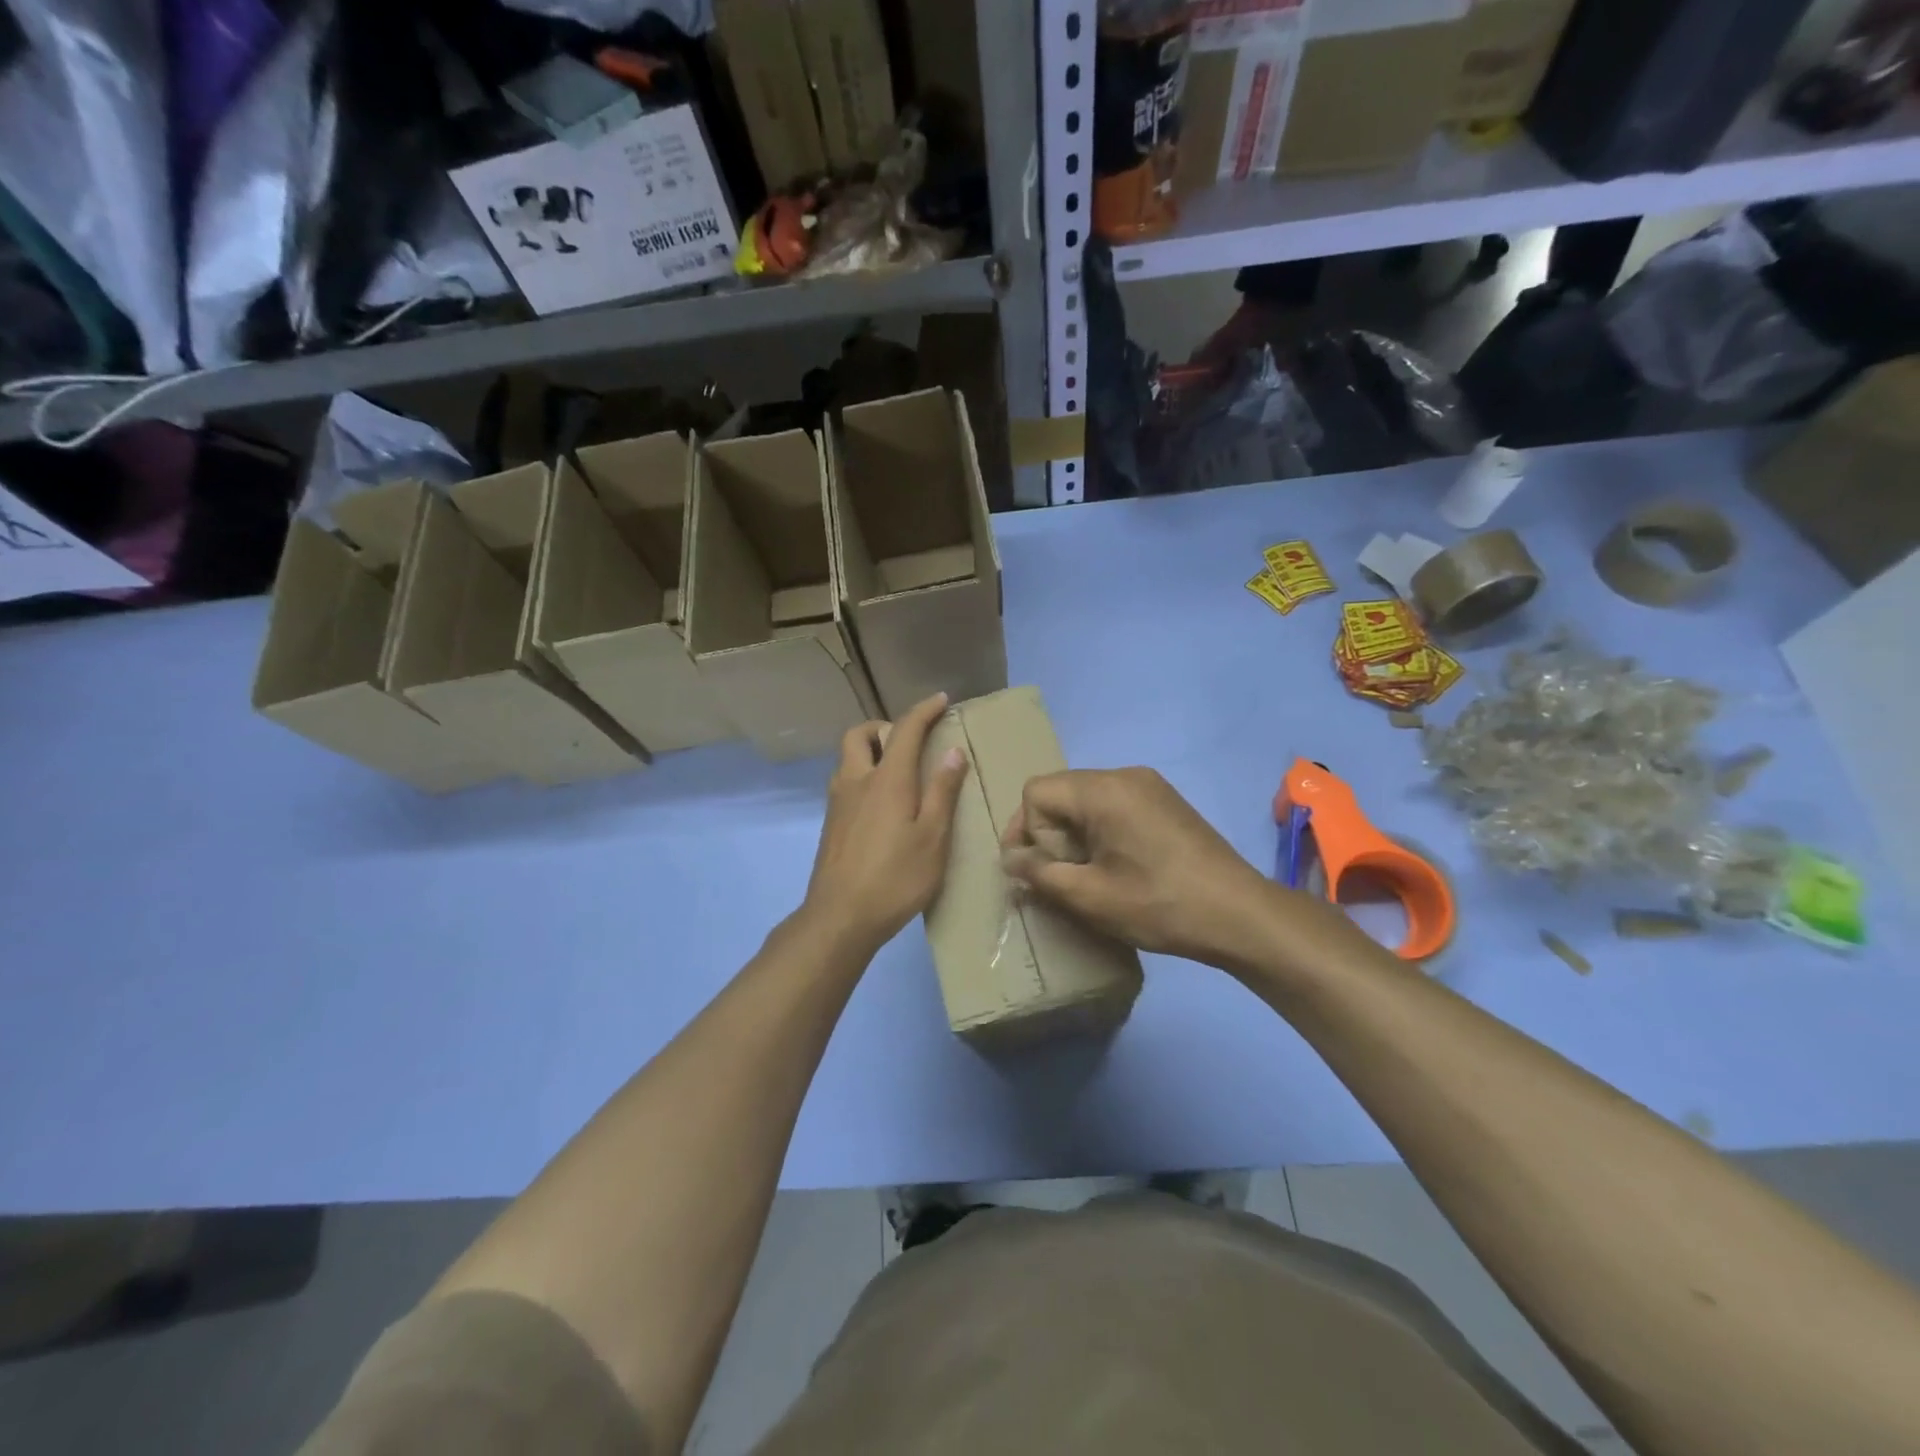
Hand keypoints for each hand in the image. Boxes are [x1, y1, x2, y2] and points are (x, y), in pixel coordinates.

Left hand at [803, 694, 969, 954]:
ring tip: (898, 771)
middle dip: (884, 726)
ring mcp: (838, 803)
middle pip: (860, 735)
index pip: (905, 730)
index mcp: (886, 780)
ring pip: (848, 758)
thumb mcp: (932, 838)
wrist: (840, 918)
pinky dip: (863, 775)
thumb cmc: (895, 878)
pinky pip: (845, 781)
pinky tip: (882, 804)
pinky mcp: (831, 824)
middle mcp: (856, 781)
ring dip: (870, 750)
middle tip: (910, 741)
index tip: (942, 700)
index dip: (924, 711)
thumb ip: (942, 792)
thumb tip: (953, 752)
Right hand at [1000, 768, 1278, 967]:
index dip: (1029, 832)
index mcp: (1103, 789)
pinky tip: (1118, 867)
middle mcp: (1125, 775)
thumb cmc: (1160, 905)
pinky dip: (1101, 832)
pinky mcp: (1165, 802)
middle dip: (1050, 834)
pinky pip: (1114, 806)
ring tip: (1091, 876)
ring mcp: (1149, 786)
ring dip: (1075, 835)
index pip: (1036, 791)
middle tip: (1065, 877)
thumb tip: (1010, 859)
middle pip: (1060, 792)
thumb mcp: (1089, 896)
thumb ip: (1039, 873)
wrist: (1240, 915)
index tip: (1046, 871)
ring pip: (1086, 800)